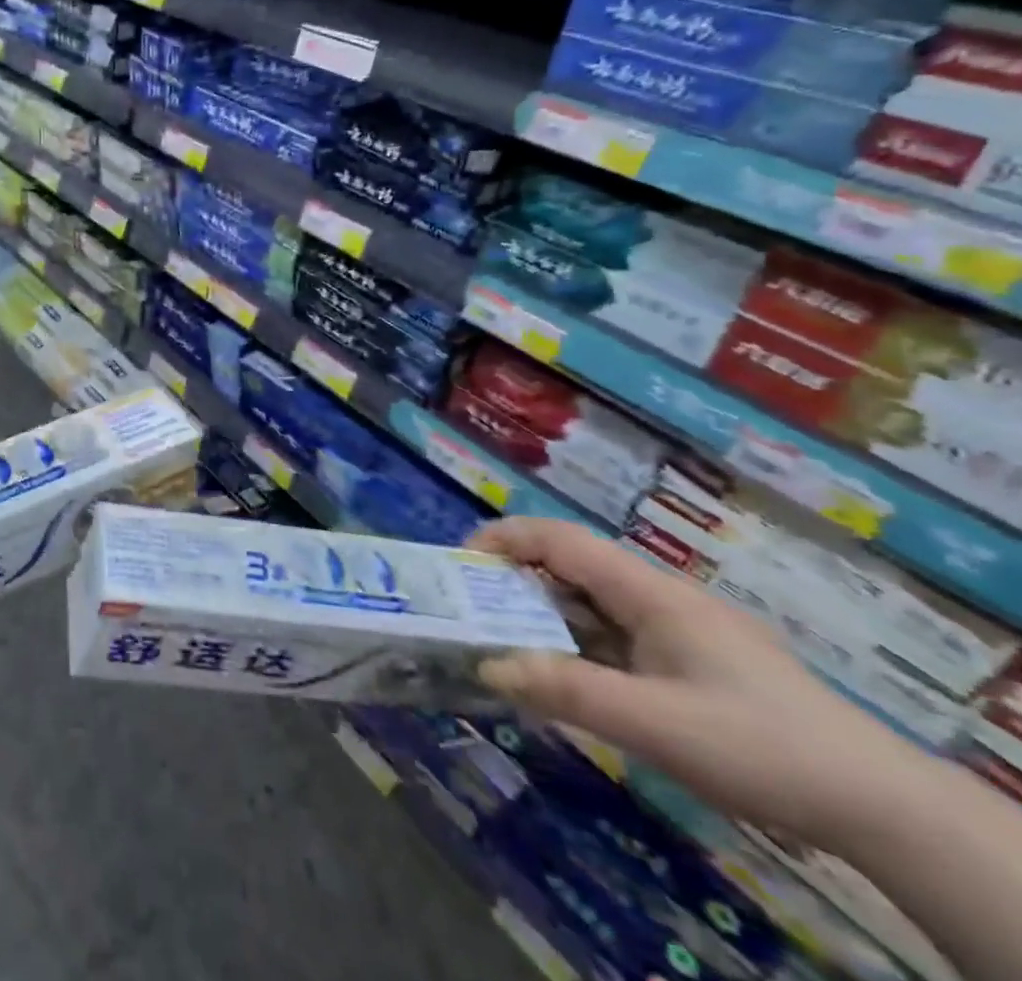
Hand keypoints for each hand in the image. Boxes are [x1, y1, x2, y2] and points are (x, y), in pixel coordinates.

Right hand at [467, 517, 923, 849]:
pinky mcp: (693, 662)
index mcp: (649, 593)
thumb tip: (486, 666)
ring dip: (546, 617)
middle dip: (516, 581)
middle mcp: (660, 598)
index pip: (560, 539)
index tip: (460, 563)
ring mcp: (680, 630)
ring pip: (594, 604)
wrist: (882, 806)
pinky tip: (568, 679)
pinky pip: (617, 637)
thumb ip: (567, 692)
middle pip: (572, 567)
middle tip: (473, 612)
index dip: (504, 537)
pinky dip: (579, 646)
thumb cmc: (760, 747)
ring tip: (506, 646)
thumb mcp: (655, 725)